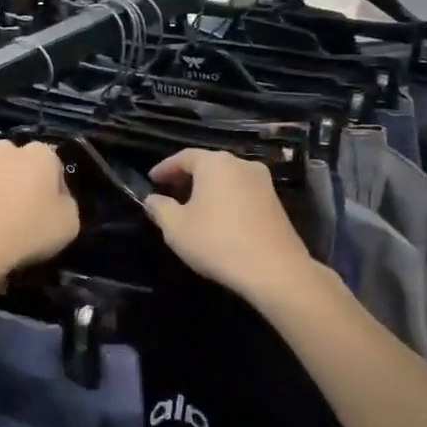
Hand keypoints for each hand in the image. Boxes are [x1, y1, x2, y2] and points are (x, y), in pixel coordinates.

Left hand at [0, 141, 78, 288]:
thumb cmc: (29, 231)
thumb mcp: (70, 224)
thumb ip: (67, 204)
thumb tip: (56, 200)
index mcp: (40, 154)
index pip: (54, 167)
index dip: (55, 191)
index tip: (52, 213)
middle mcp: (5, 149)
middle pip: (20, 165)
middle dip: (22, 183)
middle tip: (23, 214)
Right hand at [143, 149, 316, 303]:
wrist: (274, 269)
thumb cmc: (217, 242)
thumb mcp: (176, 228)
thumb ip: (160, 208)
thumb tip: (152, 199)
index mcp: (215, 163)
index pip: (183, 157)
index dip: (164, 168)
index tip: (151, 180)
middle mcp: (241, 164)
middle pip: (208, 165)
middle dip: (186, 177)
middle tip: (170, 192)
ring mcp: (263, 182)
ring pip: (227, 178)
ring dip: (207, 189)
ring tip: (192, 207)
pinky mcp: (275, 202)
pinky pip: (242, 192)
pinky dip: (225, 199)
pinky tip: (217, 219)